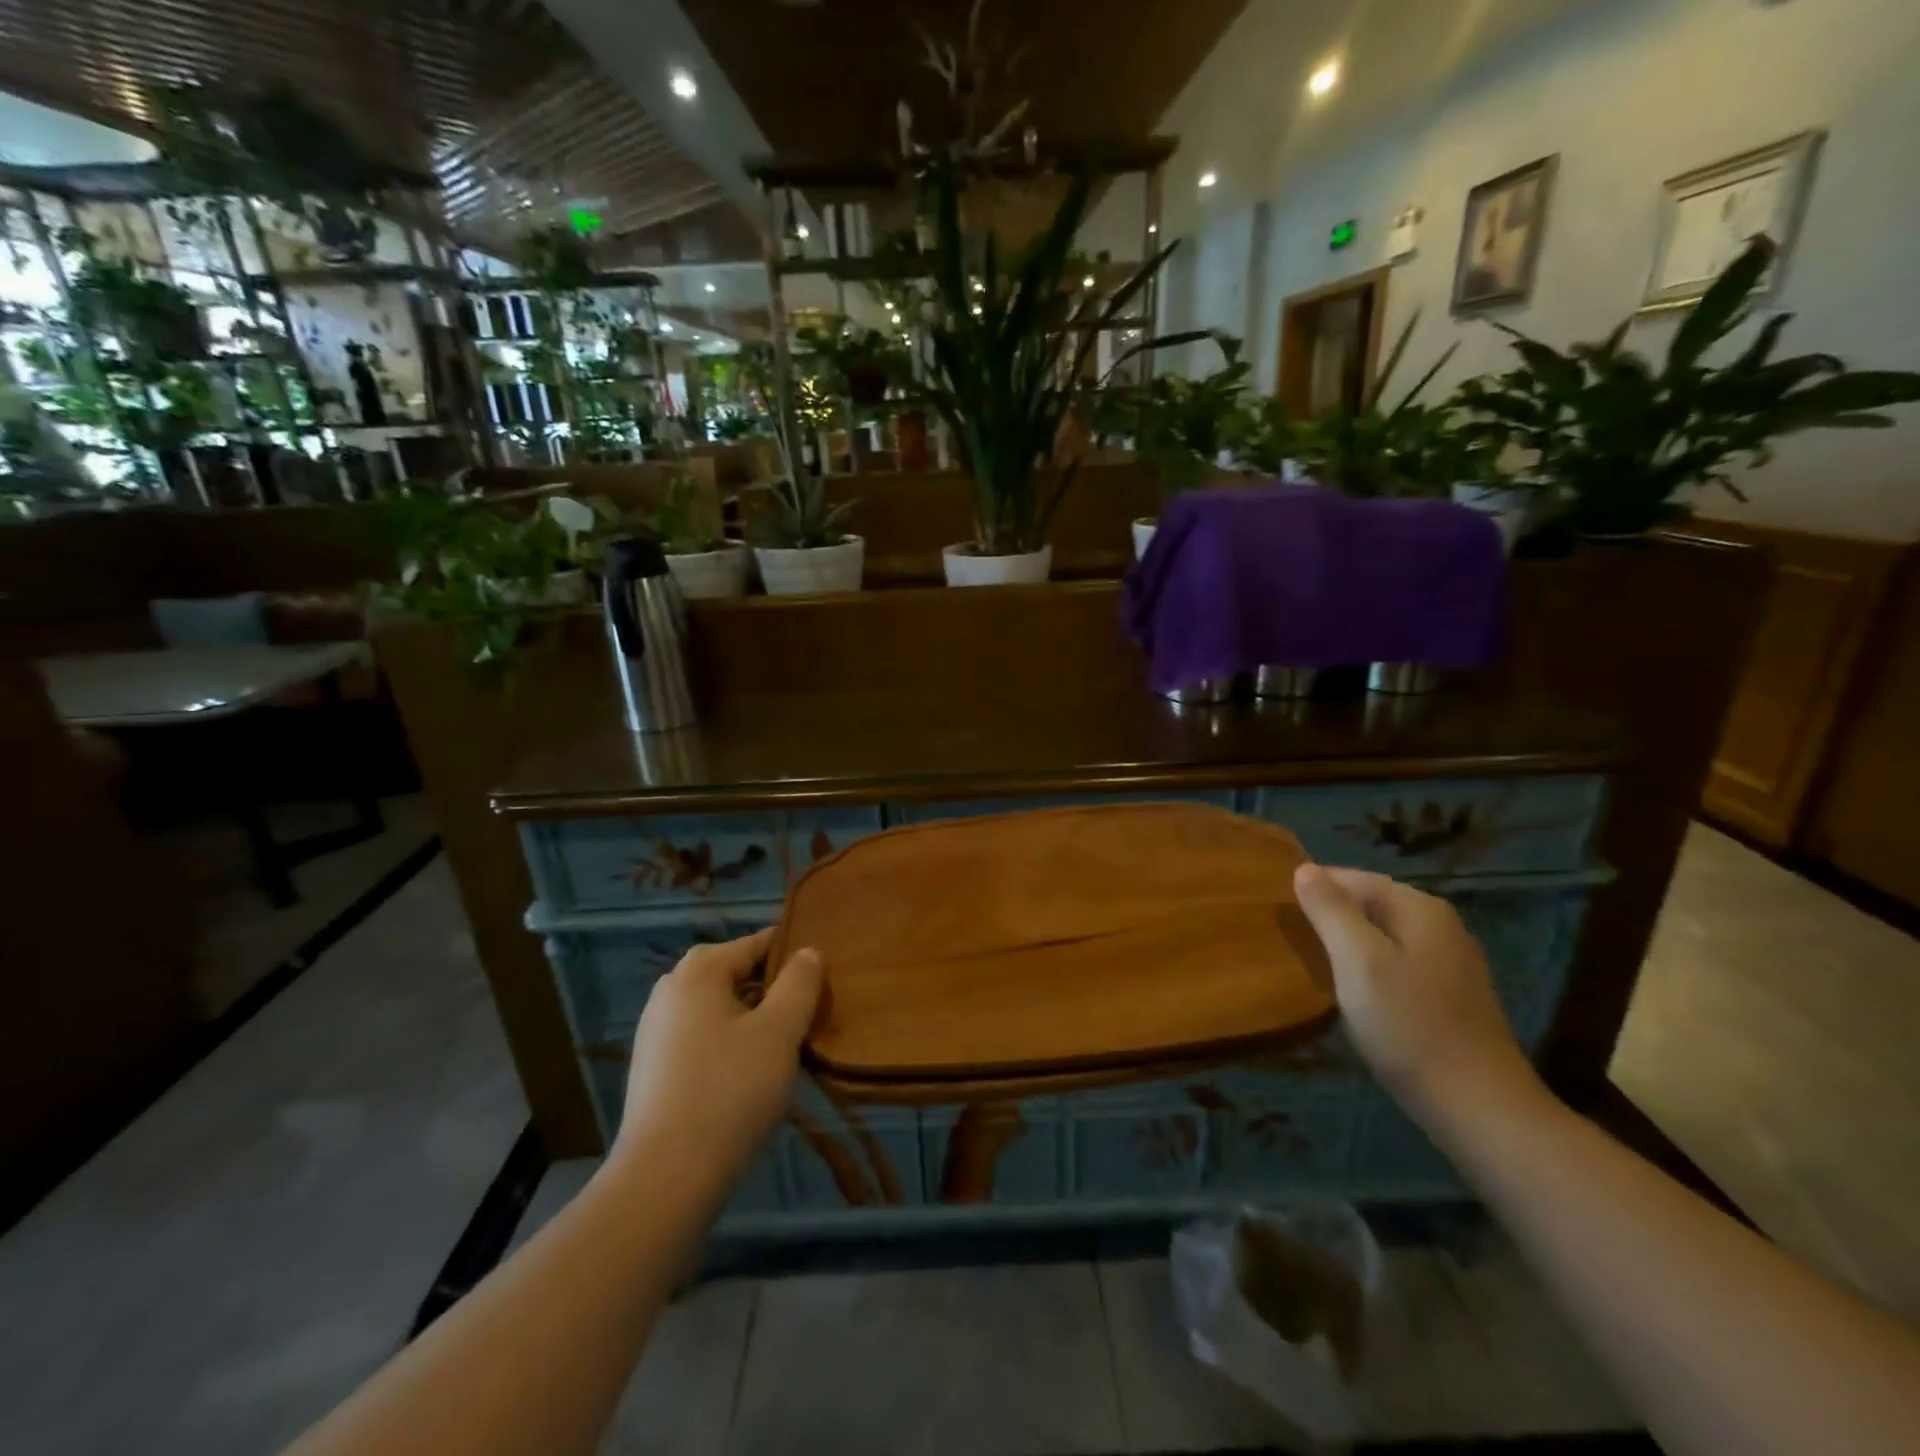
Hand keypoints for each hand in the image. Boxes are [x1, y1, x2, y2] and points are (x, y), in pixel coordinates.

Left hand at [613, 929, 823, 1195]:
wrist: (666, 1177)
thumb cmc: (731, 1090)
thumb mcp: (780, 1030)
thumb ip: (799, 983)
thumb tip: (807, 953)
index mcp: (698, 971)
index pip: (757, 943)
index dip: (793, 956)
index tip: (821, 980)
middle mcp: (670, 990)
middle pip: (735, 973)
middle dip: (771, 989)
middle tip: (805, 1016)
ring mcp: (655, 1030)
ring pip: (718, 1007)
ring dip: (751, 1018)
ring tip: (782, 1047)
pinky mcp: (652, 1067)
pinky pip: (701, 1036)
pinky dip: (728, 1043)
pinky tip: (748, 1075)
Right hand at [1293, 863, 1540, 1129]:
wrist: (1479, 1108)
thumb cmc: (1409, 1026)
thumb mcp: (1358, 961)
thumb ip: (1330, 910)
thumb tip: (1303, 868)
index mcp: (1419, 908)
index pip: (1352, 878)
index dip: (1312, 889)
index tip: (1277, 912)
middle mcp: (1440, 924)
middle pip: (1369, 903)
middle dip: (1329, 915)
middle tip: (1288, 938)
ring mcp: (1449, 960)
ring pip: (1382, 934)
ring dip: (1346, 942)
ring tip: (1311, 962)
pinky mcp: (1450, 994)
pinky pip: (1396, 962)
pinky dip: (1368, 966)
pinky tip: (1351, 990)